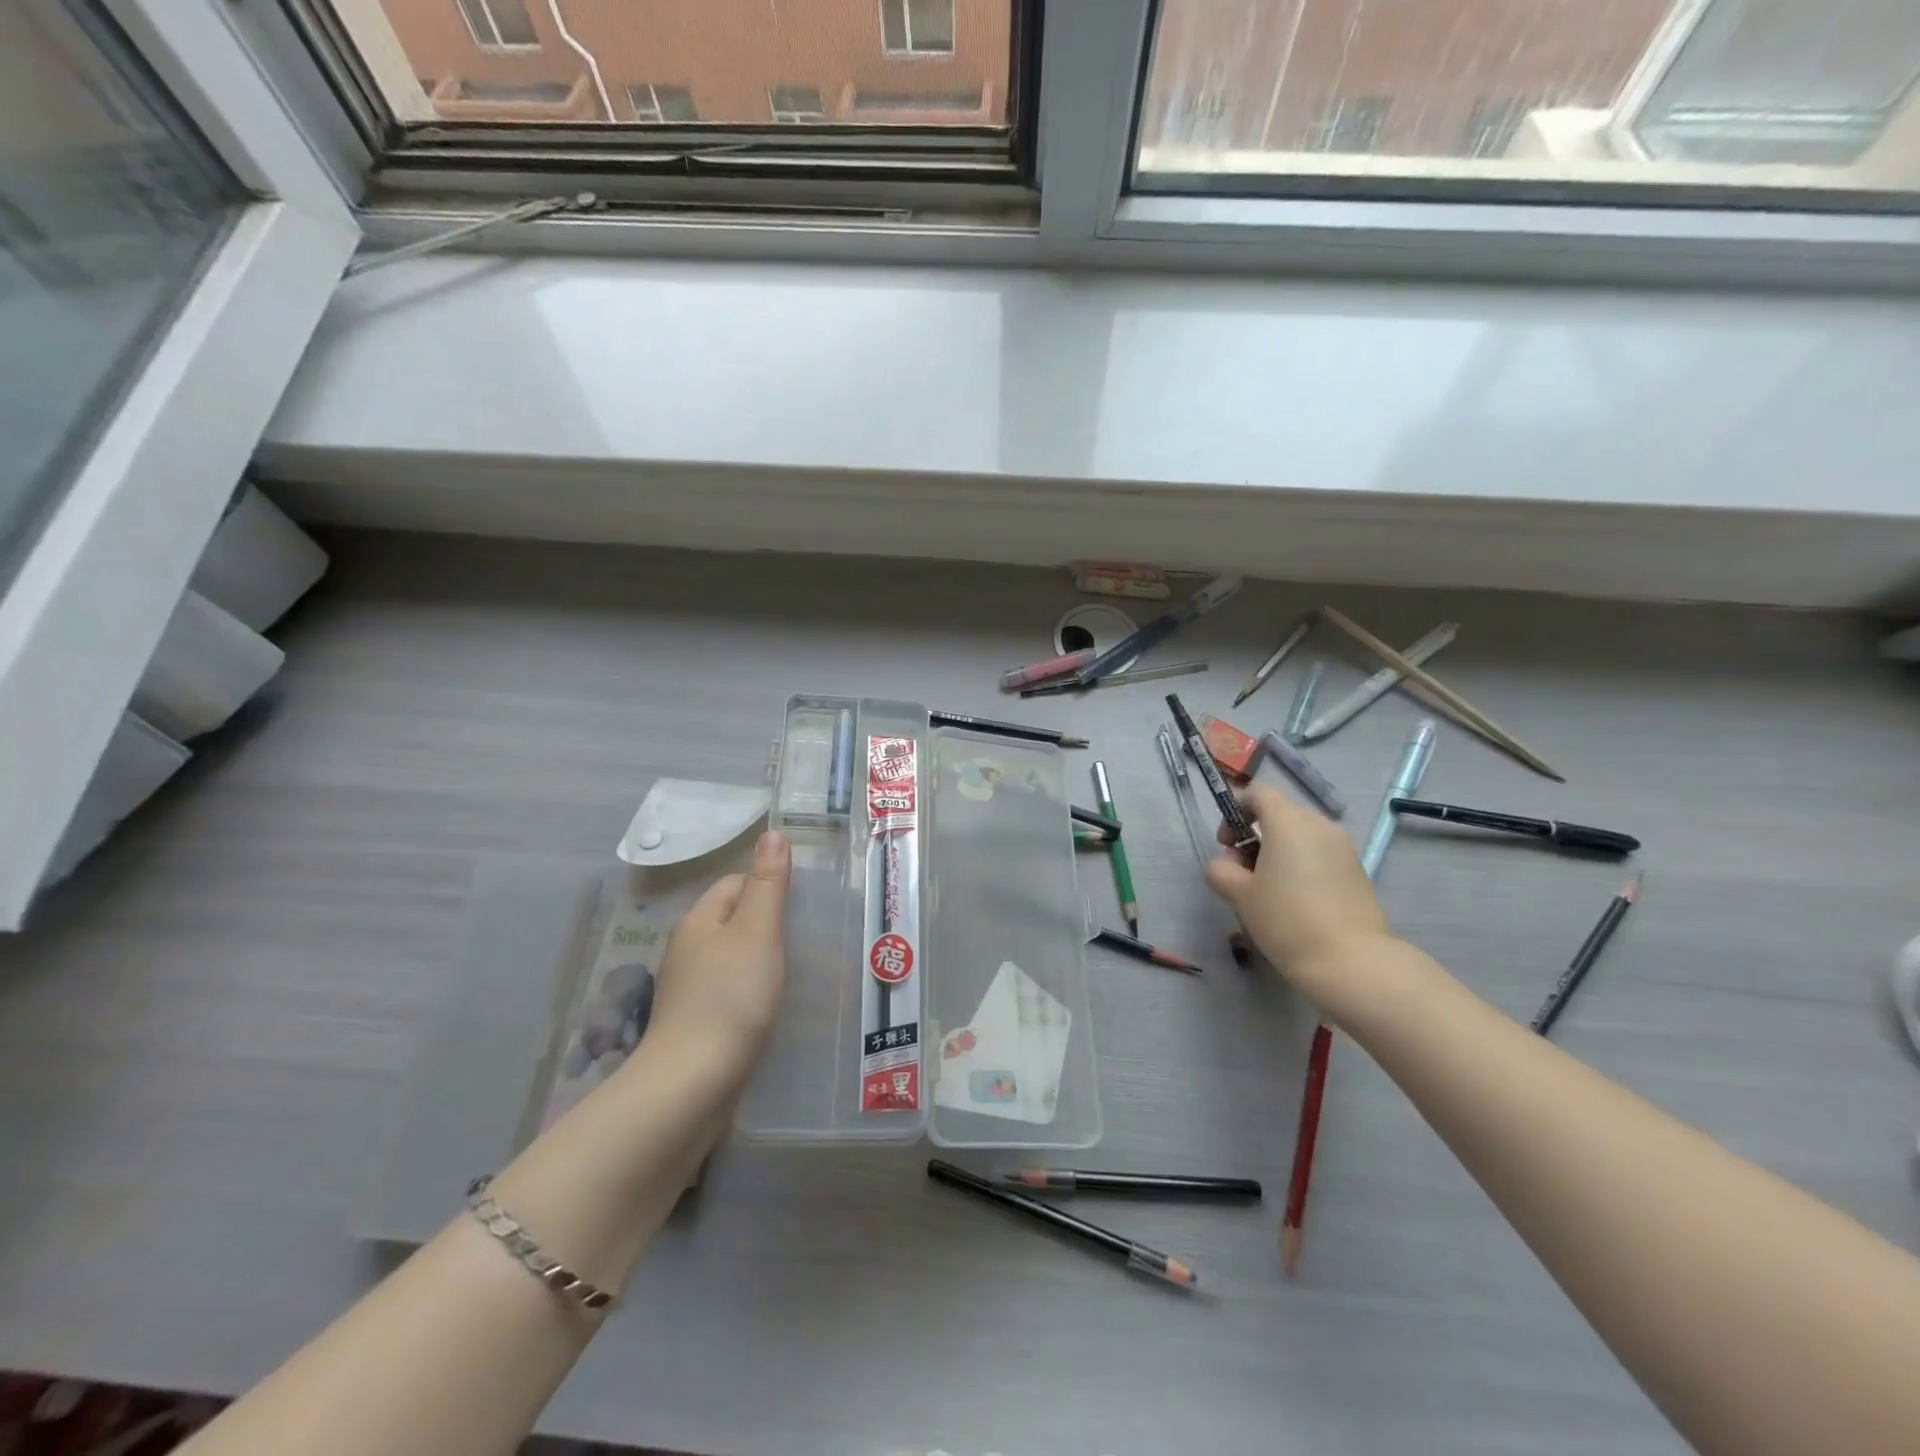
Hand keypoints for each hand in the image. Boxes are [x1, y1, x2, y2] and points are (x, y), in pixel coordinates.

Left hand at [647, 830, 790, 1085]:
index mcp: (699, 920)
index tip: (804, 903)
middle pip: (733, 920)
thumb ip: (768, 884)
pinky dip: (752, 992)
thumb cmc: (731, 998)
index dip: (769, 885)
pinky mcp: (695, 1023)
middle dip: (769, 923)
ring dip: (762, 960)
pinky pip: (729, 991)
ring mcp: (688, 989)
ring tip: (798, 971)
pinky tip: (772, 1007)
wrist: (693, 1084)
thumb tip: (772, 832)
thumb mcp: (758, 931)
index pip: (735, 883)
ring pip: (732, 958)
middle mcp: (687, 949)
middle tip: (809, 936)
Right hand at [1205, 784, 1393, 1020]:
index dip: (1236, 810)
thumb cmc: (1286, 919)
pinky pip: (1321, 855)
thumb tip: (1227, 865)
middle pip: (1281, 813)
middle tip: (1243, 870)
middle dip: (1256, 834)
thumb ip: (1222, 870)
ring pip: (1302, 836)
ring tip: (1269, 889)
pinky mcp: (1358, 872)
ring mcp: (1344, 848)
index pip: (1258, 793)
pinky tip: (1296, 902)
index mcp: (1289, 822)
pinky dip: (1303, 866)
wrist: (1349, 961)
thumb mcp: (1239, 895)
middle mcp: (1320, 825)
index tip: (1227, 842)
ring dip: (1280, 851)